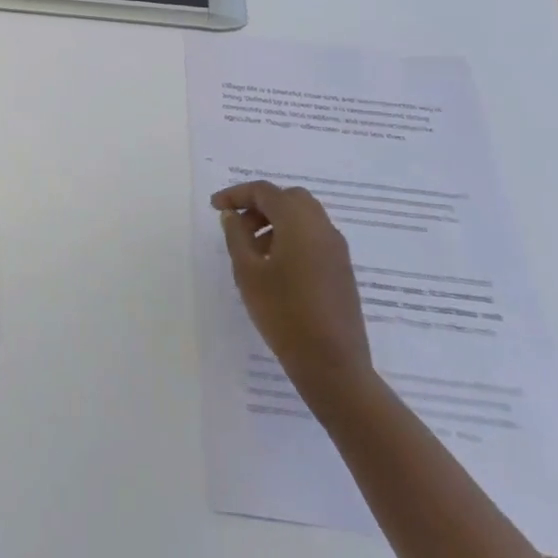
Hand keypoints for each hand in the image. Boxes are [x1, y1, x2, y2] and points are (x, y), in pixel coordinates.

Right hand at [212, 180, 371, 388]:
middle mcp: (322, 227)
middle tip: (238, 225)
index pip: (264, 192)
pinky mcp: (342, 269)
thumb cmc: (284, 314)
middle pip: (288, 198)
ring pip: (304, 217)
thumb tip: (232, 216)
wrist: (333, 365)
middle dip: (260, 205)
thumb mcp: (248, 273)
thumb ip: (237, 237)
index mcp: (299, 222)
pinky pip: (314, 237)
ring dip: (276, 222)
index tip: (215, 207)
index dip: (236, 194)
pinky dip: (293, 237)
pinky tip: (276, 266)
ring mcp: (337, 249)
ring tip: (254, 250)